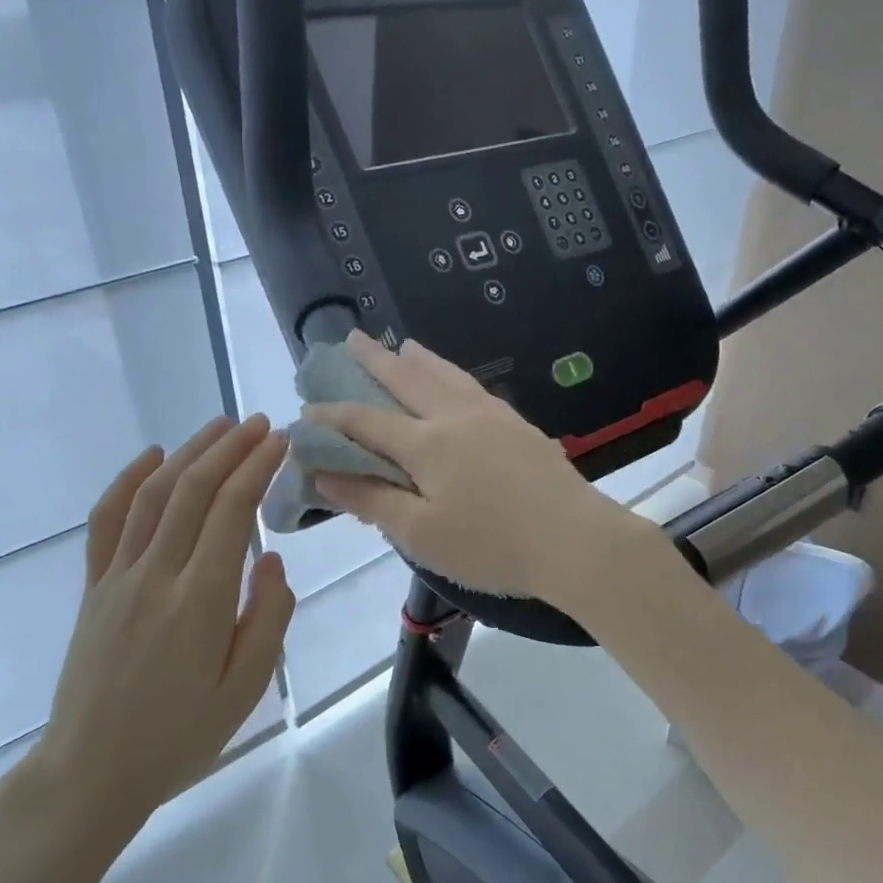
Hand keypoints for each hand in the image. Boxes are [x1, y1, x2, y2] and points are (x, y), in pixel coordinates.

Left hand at [16, 416, 294, 857]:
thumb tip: (270, 560)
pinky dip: (127, 481)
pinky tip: (151, 457)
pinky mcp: (93, 588)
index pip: (232, 511)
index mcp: (200, 600)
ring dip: (188, 453)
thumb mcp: (245, 689)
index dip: (257, 467)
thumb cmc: (179, 738)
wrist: (91, 773)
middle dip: (230, 448)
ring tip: (219, 428)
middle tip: (260, 424)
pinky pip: (107, 522)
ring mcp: (118, 577)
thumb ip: (267, 618)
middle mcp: (156, 574)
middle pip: (194, 490)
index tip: (281, 440)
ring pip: (153, 495)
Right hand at [308, 333, 654, 600]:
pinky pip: (473, 386)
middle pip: (407, 379)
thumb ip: (371, 500)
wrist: (575, 540)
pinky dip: (451, 374)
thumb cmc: (491, 545)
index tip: (307, 409)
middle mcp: (456, 417)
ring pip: (446, 374)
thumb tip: (323, 474)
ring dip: (417, 358)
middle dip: (373, 359)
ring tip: (400, 344)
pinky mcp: (519, 425)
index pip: (367, 421)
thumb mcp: (421, 534)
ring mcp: (493, 416)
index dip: (333, 415)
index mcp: (427, 443)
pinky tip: (454, 380)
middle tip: (350, 337)